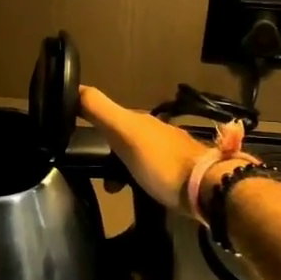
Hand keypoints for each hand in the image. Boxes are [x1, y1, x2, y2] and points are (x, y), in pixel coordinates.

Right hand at [78, 85, 249, 216]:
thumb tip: (73, 87)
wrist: (209, 189)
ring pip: (136, 155)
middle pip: (123, 136)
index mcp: (141, 120)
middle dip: (105, 149)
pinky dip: (137, 179)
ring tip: (112, 187)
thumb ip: (99, 110)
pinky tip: (137, 192)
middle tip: (92, 170)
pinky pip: (150, 172)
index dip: (90, 119)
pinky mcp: (181, 175)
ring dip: (121, 167)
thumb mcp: (125, 132)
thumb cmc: (162, 162)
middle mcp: (156, 132)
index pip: (108, 114)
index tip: (71, 133)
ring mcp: (171, 153)